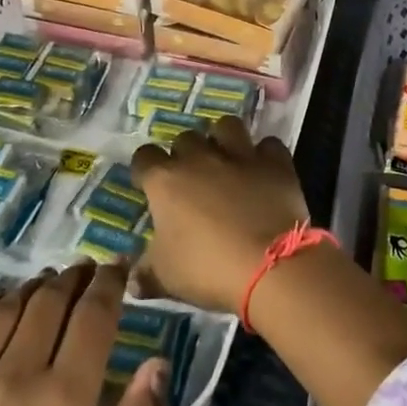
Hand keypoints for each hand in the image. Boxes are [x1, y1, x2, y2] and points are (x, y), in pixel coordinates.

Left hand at [0, 263, 168, 405]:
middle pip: (50, 301)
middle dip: (74, 278)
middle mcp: (15, 375)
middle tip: (85, 272)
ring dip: (32, 287)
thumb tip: (157, 362)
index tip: (118, 266)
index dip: (109, 282)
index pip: (94, 315)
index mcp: (64, 400)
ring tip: (46, 284)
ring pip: (6, 307)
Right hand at [131, 117, 310, 315]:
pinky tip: (263, 171)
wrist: (270, 266)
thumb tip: (132, 279)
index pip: (144, 157)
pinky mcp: (274, 162)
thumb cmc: (208, 270)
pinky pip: (267, 145)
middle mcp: (200, 158)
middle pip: (185, 138)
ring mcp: (240, 155)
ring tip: (226, 160)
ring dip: (223, 139)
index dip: (144, 169)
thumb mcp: (166, 278)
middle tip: (191, 179)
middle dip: (185, 154)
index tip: (148, 185)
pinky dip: (264, 155)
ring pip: (226, 126)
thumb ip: (145, 273)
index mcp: (166, 181)